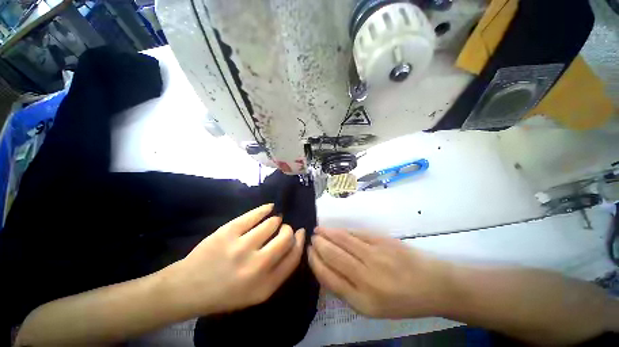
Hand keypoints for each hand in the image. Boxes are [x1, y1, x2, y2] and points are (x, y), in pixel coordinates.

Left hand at [164, 204, 304, 315]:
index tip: (300, 232)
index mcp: (265, 285)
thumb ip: (279, 270)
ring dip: (275, 220)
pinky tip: (268, 208)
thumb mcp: (257, 292)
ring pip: (272, 223)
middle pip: (286, 237)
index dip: (300, 241)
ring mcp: (241, 247)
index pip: (294, 257)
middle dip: (288, 229)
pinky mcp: (228, 231)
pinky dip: (266, 208)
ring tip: (271, 222)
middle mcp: (256, 266)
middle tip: (283, 228)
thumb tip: (295, 241)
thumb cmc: (226, 292)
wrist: (188, 289)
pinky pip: (255, 214)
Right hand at [308, 227, 451, 318]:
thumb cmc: (401, 301)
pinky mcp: (382, 240)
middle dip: (318, 245)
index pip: (328, 277)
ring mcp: (375, 255)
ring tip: (318, 230)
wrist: (432, 284)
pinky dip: (342, 231)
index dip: (315, 262)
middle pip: (333, 255)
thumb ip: (347, 290)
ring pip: (342, 240)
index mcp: (362, 300)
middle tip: (312, 239)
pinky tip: (335, 230)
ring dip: (327, 233)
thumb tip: (325, 269)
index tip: (309, 252)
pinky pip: (355, 234)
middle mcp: (366, 277)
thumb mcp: (371, 307)